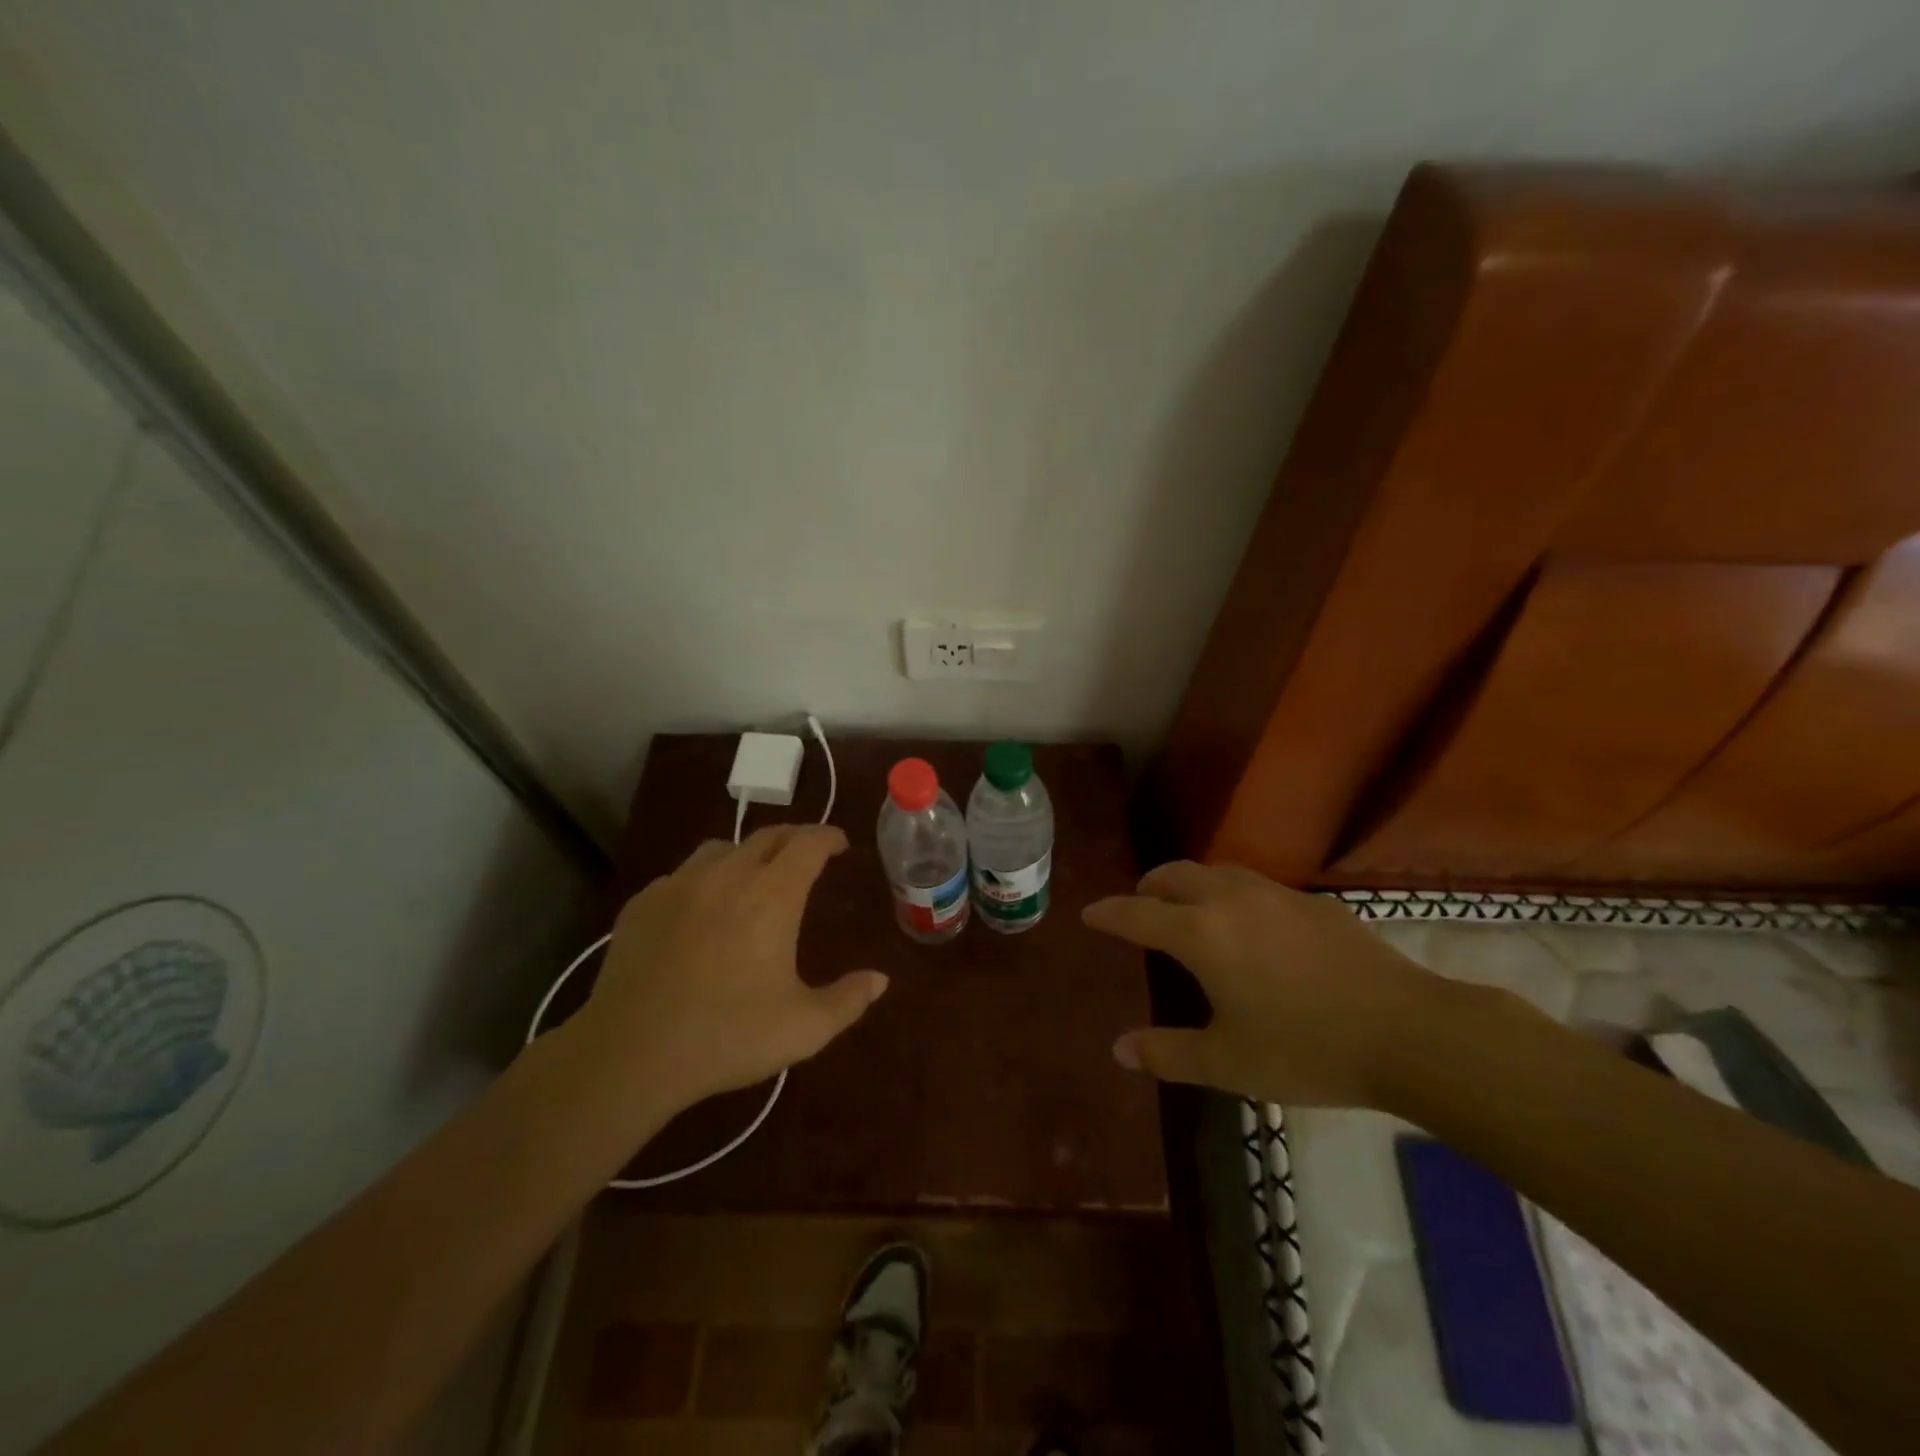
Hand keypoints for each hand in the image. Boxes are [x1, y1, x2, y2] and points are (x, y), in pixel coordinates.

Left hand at [576, 825, 888, 1114]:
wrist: (630, 1054)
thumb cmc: (727, 1037)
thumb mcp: (804, 1028)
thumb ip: (848, 1000)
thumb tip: (880, 980)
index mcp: (772, 894)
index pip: (808, 842)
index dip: (829, 837)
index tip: (840, 844)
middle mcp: (727, 874)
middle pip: (768, 835)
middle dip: (794, 838)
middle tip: (808, 854)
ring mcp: (679, 884)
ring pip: (721, 848)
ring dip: (747, 854)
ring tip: (753, 877)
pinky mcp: (642, 903)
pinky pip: (682, 875)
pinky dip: (703, 880)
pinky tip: (700, 910)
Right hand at [1083, 861, 1456, 1107]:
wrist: (1408, 1031)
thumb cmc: (1306, 1049)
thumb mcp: (1229, 1063)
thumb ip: (1168, 1054)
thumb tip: (1119, 1049)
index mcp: (1201, 934)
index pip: (1138, 913)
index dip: (1109, 913)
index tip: (1090, 913)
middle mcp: (1231, 900)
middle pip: (1175, 875)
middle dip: (1149, 886)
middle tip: (1140, 905)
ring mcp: (1276, 895)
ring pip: (1218, 871)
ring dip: (1191, 882)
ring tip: (1189, 906)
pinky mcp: (1315, 903)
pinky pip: (1257, 885)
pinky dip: (1233, 894)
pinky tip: (1253, 925)